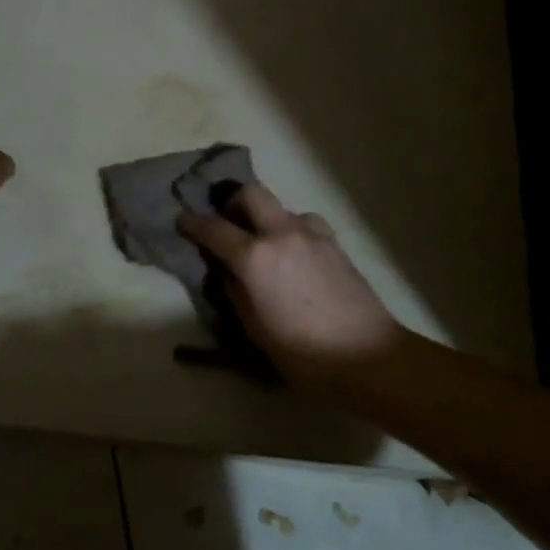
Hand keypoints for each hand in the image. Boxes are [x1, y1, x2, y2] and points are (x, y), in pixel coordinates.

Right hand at [178, 185, 402, 388]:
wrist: (367, 355)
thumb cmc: (302, 352)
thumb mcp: (255, 329)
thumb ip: (235, 292)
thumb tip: (227, 272)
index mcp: (255, 257)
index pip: (214, 229)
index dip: (193, 223)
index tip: (182, 221)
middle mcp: (282, 233)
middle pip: (251, 194)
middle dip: (232, 202)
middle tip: (226, 223)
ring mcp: (312, 234)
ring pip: (281, 208)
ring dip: (266, 218)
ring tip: (264, 244)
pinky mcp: (335, 242)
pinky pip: (305, 223)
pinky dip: (291, 229)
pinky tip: (294, 253)